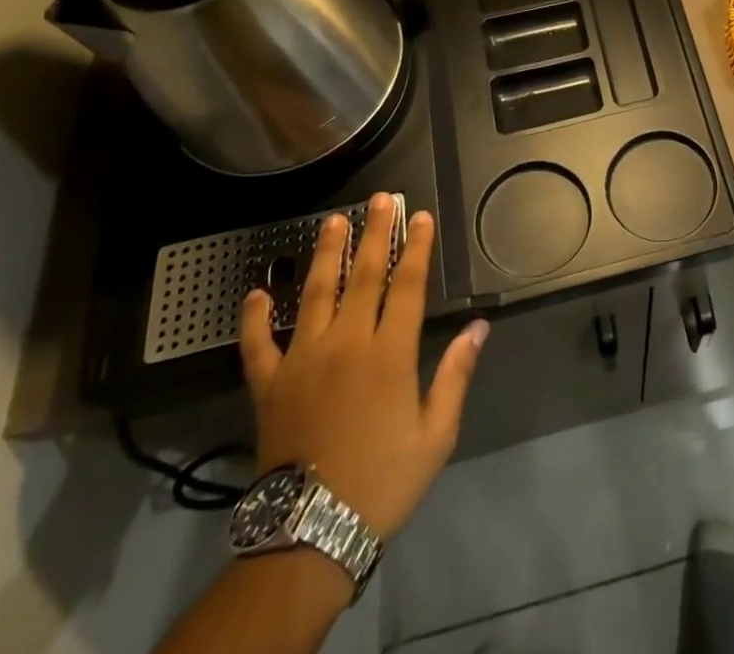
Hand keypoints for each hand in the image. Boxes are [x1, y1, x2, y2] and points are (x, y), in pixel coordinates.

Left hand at [240, 194, 488, 542]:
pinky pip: (258, 344)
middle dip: (374, 233)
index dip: (416, 246)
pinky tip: (256, 293)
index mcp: (389, 352)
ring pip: (315, 294)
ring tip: (332, 221)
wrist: (311, 534)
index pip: (407, 284)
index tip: (420, 216)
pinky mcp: (269, 385)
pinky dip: (254, 318)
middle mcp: (346, 343)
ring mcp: (303, 360)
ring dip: (326, 254)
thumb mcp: (436, 433)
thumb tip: (478, 327)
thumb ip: (456, 374)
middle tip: (380, 199)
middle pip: (363, 275)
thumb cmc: (383, 480)